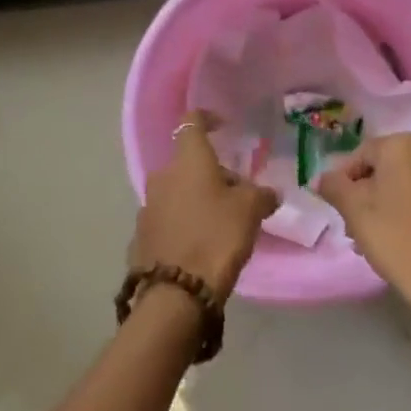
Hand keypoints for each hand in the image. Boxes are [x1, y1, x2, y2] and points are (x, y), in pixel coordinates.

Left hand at [133, 111, 280, 303]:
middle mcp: (162, 176)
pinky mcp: (142, 235)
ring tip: (222, 221)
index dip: (207, 118)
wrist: (176, 292)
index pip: (191, 122)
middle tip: (238, 193)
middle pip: (188, 163)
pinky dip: (184, 222)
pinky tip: (201, 243)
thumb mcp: (251, 211)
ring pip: (178, 191)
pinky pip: (168, 218)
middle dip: (212, 173)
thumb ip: (262, 195)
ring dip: (197, 199)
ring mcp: (147, 206)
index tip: (223, 126)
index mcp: (188, 161)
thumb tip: (269, 193)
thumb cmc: (217, 236)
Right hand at [315, 133, 410, 307]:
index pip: (361, 155)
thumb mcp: (354, 211)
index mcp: (404, 146)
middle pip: (387, 169)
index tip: (338, 207)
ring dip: (389, 204)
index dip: (344, 180)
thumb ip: (333, 187)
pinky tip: (403, 240)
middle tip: (354, 224)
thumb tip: (322, 178)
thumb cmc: (396, 237)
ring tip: (376, 237)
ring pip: (408, 185)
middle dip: (367, 193)